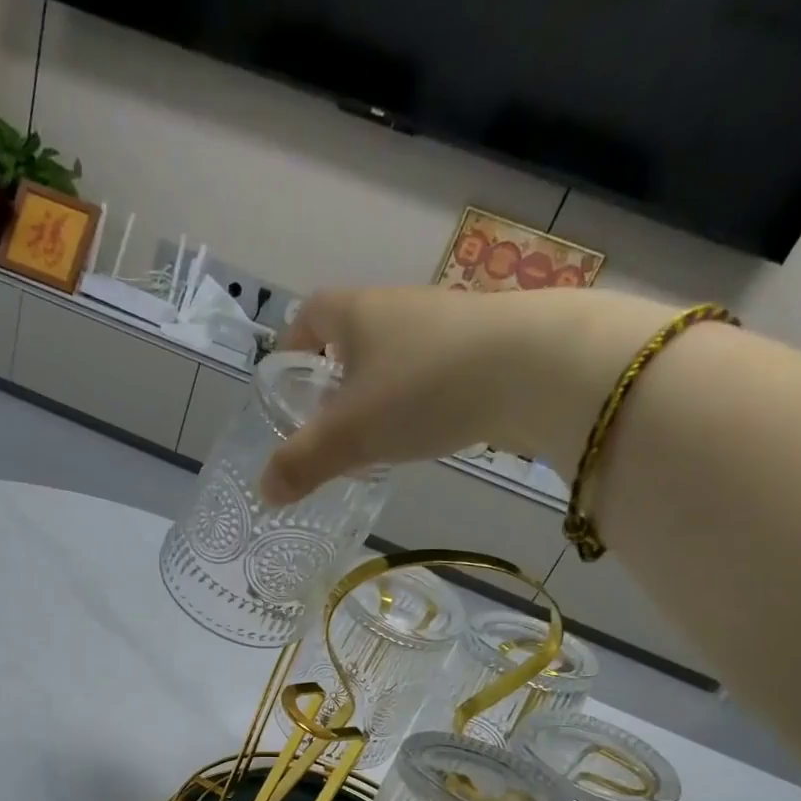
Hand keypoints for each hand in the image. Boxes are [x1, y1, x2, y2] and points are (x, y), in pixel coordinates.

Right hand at [259, 286, 673, 504]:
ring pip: (393, 356)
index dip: (290, 348)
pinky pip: (431, 371)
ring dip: (377, 392)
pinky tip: (423, 432)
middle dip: (332, 378)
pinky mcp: (483, 348)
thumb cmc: (422, 389)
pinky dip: (417, 399)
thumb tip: (264, 492)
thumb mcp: (349, 435)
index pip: (308, 316)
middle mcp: (397, 308)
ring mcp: (444, 325)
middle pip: (350, 337)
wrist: (535, 367)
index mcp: (355, 313)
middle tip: (324, 424)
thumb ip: (302, 463)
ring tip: (371, 437)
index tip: (287, 384)